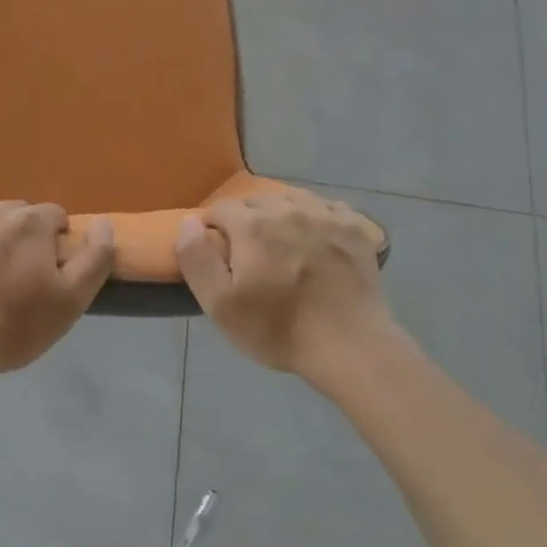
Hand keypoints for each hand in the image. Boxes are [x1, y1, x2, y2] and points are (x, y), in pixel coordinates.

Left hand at [0, 201, 114, 387]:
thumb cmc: (13, 326)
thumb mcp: (71, 301)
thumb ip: (95, 258)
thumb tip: (105, 224)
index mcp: (31, 222)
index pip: (54, 216)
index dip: (55, 243)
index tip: (47, 273)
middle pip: (17, 215)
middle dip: (21, 237)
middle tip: (15, 276)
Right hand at [175, 192, 390, 387]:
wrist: (350, 347)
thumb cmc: (278, 329)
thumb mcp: (220, 305)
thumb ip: (197, 258)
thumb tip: (189, 222)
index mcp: (253, 225)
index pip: (221, 209)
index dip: (214, 229)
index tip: (219, 253)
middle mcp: (288, 208)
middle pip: (257, 201)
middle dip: (247, 220)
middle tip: (251, 255)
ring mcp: (327, 215)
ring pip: (293, 199)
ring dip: (282, 215)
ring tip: (284, 244)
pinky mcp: (357, 228)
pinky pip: (329, 208)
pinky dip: (318, 217)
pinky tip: (318, 240)